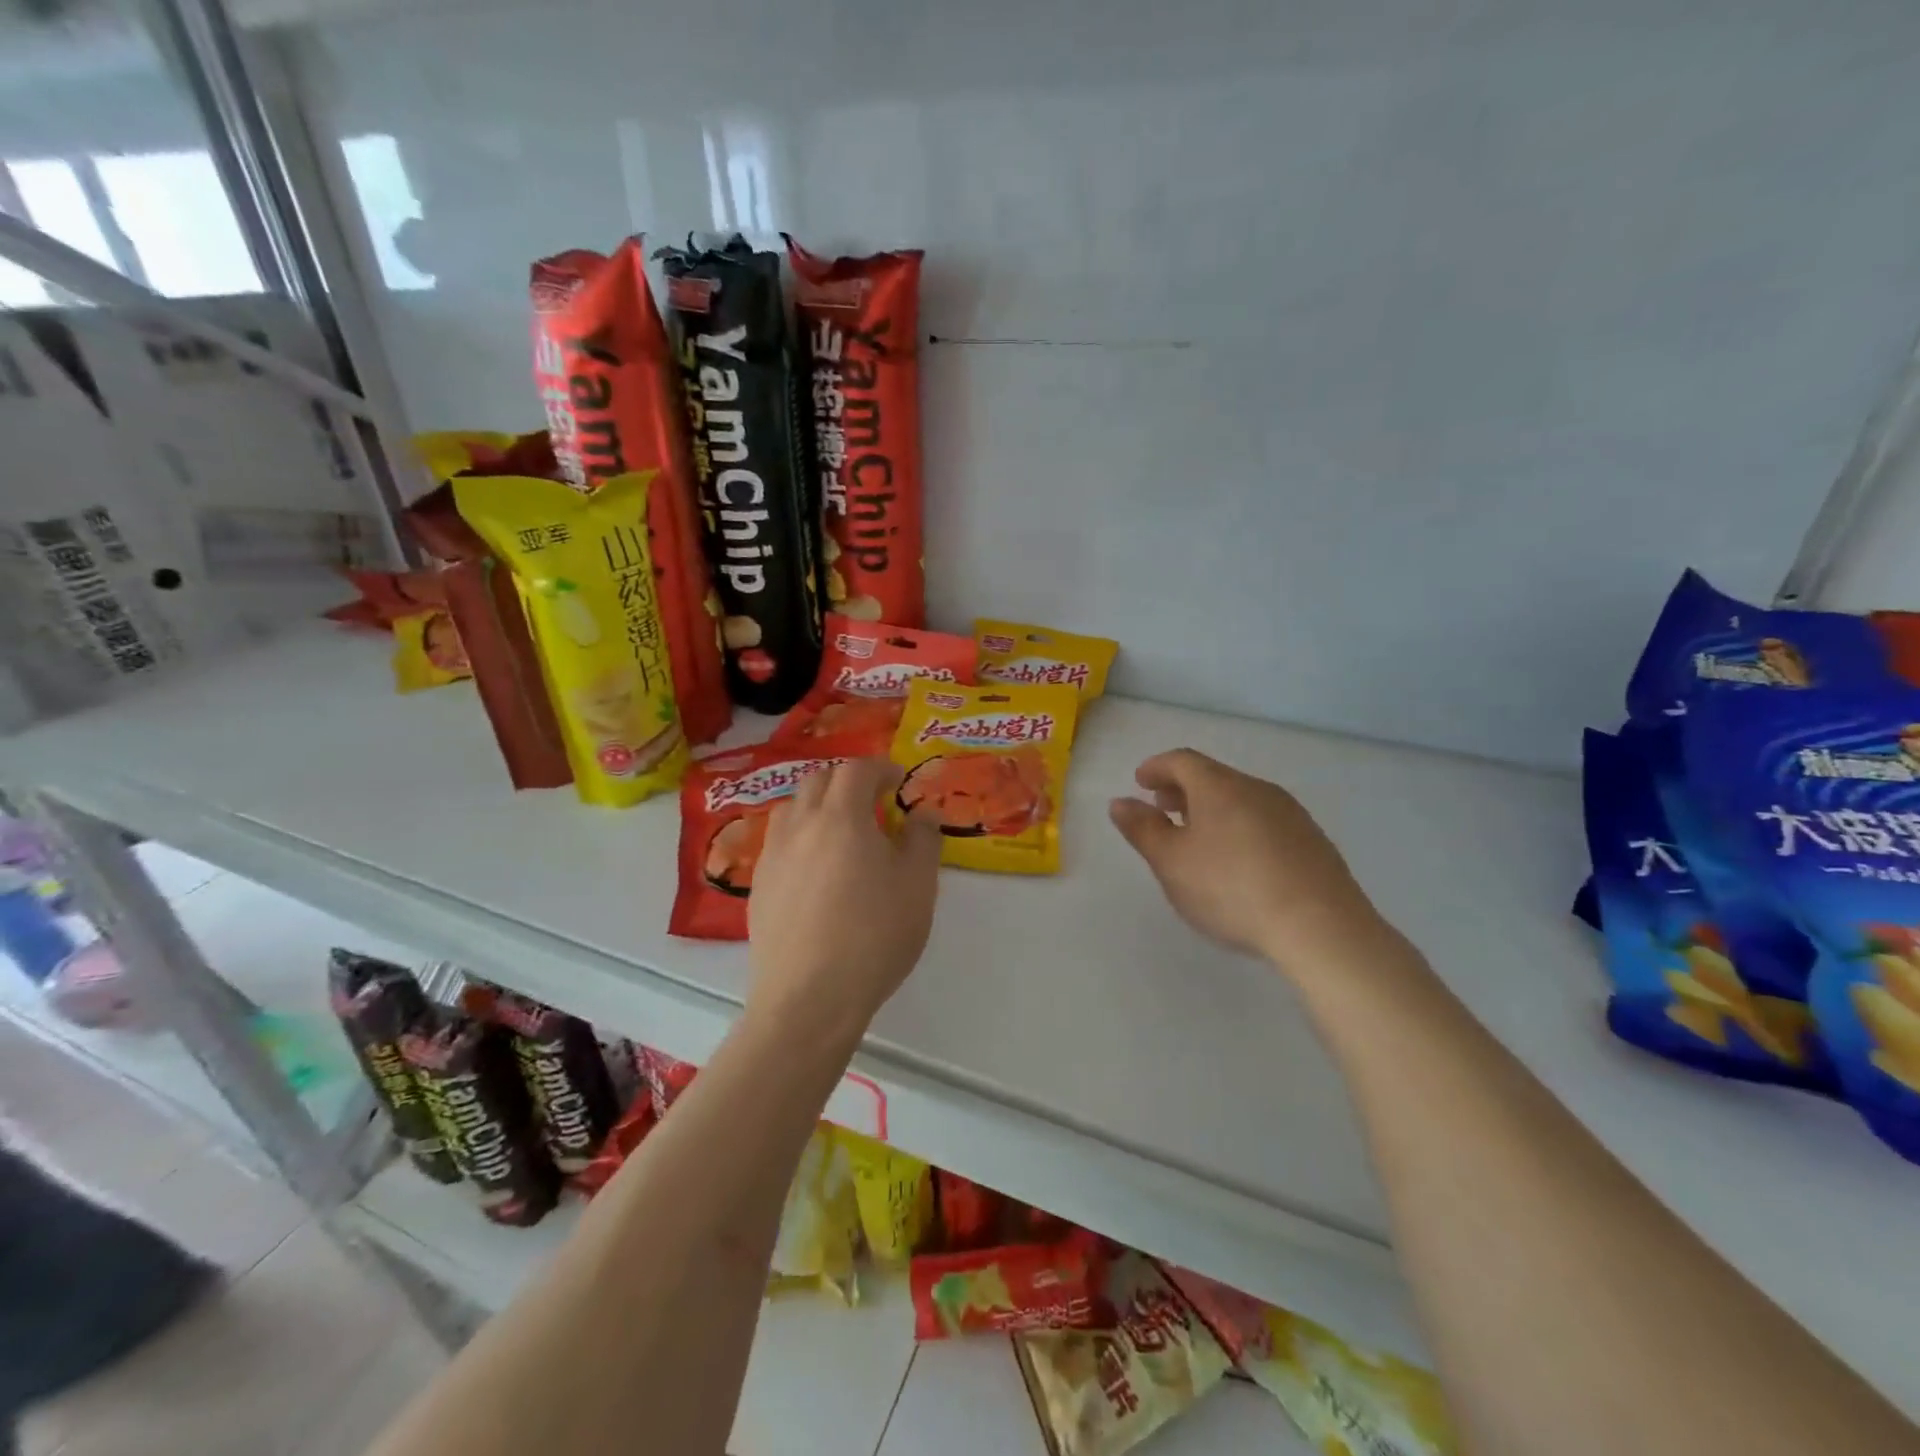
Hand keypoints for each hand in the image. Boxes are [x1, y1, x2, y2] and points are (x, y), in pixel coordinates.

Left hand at [748, 757, 942, 1035]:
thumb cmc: (874, 936)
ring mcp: (773, 855)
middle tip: (872, 802)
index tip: (898, 781)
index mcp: (841, 817)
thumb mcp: (918, 886)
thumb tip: (923, 812)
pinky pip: (779, 842)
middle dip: (847, 781)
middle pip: (818, 781)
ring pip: (792, 809)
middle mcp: (800, 826)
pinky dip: (800, 837)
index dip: (880, 768)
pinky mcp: (758, 886)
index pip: (857, 770)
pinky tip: (816, 870)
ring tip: (841, 831)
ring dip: (818, 806)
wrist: (810, 998)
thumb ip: (923, 839)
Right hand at [1109, 748, 1381, 974]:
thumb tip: (1120, 802)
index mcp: (1219, 787)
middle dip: (1183, 788)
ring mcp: (1291, 814)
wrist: (1320, 927)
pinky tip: (1239, 861)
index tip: (1140, 781)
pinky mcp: (1313, 842)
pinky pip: (1265, 821)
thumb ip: (1142, 829)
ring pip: (1241, 799)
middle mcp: (1257, 789)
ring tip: (1198, 837)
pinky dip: (1240, 827)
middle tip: (1163, 807)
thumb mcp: (1171, 862)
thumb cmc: (1231, 889)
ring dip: (1213, 809)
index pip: (1182, 760)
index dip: (1157, 767)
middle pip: (1214, 777)